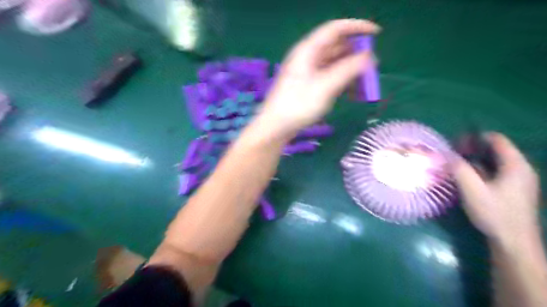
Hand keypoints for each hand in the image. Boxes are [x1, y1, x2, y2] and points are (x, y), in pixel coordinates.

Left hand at [258, 19, 381, 136]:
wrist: (276, 127)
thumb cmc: (298, 105)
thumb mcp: (325, 87)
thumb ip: (347, 70)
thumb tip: (368, 57)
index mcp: (308, 51)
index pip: (335, 29)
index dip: (356, 27)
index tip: (377, 33)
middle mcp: (307, 57)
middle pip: (336, 46)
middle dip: (356, 53)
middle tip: (372, 65)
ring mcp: (307, 72)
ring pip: (334, 63)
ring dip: (350, 70)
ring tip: (365, 82)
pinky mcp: (308, 86)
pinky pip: (329, 77)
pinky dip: (341, 81)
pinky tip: (351, 93)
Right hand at [451, 133, 539, 245]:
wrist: (513, 242)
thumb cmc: (494, 213)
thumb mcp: (472, 190)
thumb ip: (459, 169)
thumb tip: (446, 153)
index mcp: (515, 165)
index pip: (496, 139)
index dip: (475, 138)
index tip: (456, 145)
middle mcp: (521, 169)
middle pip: (495, 149)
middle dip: (472, 149)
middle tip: (452, 155)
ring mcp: (519, 180)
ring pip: (494, 161)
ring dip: (474, 160)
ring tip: (456, 166)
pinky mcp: (514, 190)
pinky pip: (495, 172)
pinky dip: (480, 170)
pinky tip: (467, 178)